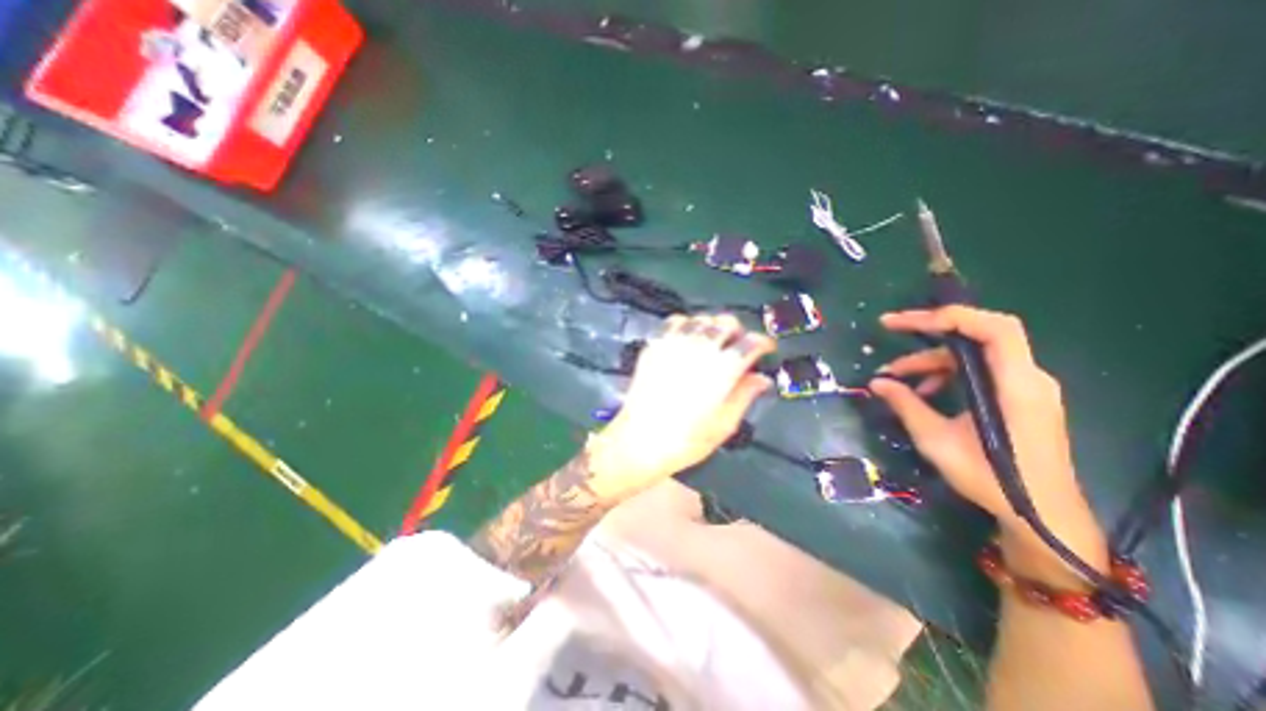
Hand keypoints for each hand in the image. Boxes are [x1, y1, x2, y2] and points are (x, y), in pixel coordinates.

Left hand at [590, 315, 775, 501]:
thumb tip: (762, 378)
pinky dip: (687, 324)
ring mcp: (675, 344)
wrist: (639, 441)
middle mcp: (700, 349)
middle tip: (739, 346)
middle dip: (739, 331)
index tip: (765, 349)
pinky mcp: (655, 346)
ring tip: (714, 341)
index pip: (750, 342)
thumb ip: (745, 395)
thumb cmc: (686, 440)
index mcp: (723, 369)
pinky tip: (687, 338)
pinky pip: (675, 321)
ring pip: (702, 319)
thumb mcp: (724, 425)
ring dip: (713, 326)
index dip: (762, 342)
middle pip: (726, 322)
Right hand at [871, 306, 1109, 582]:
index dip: (948, 316)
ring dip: (932, 359)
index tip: (903, 323)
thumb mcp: (937, 440)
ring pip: (973, 354)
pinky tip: (924, 392)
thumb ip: (906, 405)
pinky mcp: (1019, 397)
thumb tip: (876, 383)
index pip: (993, 328)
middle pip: (978, 334)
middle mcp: (1027, 378)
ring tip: (896, 376)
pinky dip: (947, 374)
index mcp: (1015, 385)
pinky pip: (979, 371)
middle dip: (930, 330)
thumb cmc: (992, 479)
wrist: (1041, 515)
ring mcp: (1025, 387)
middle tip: (890, 329)